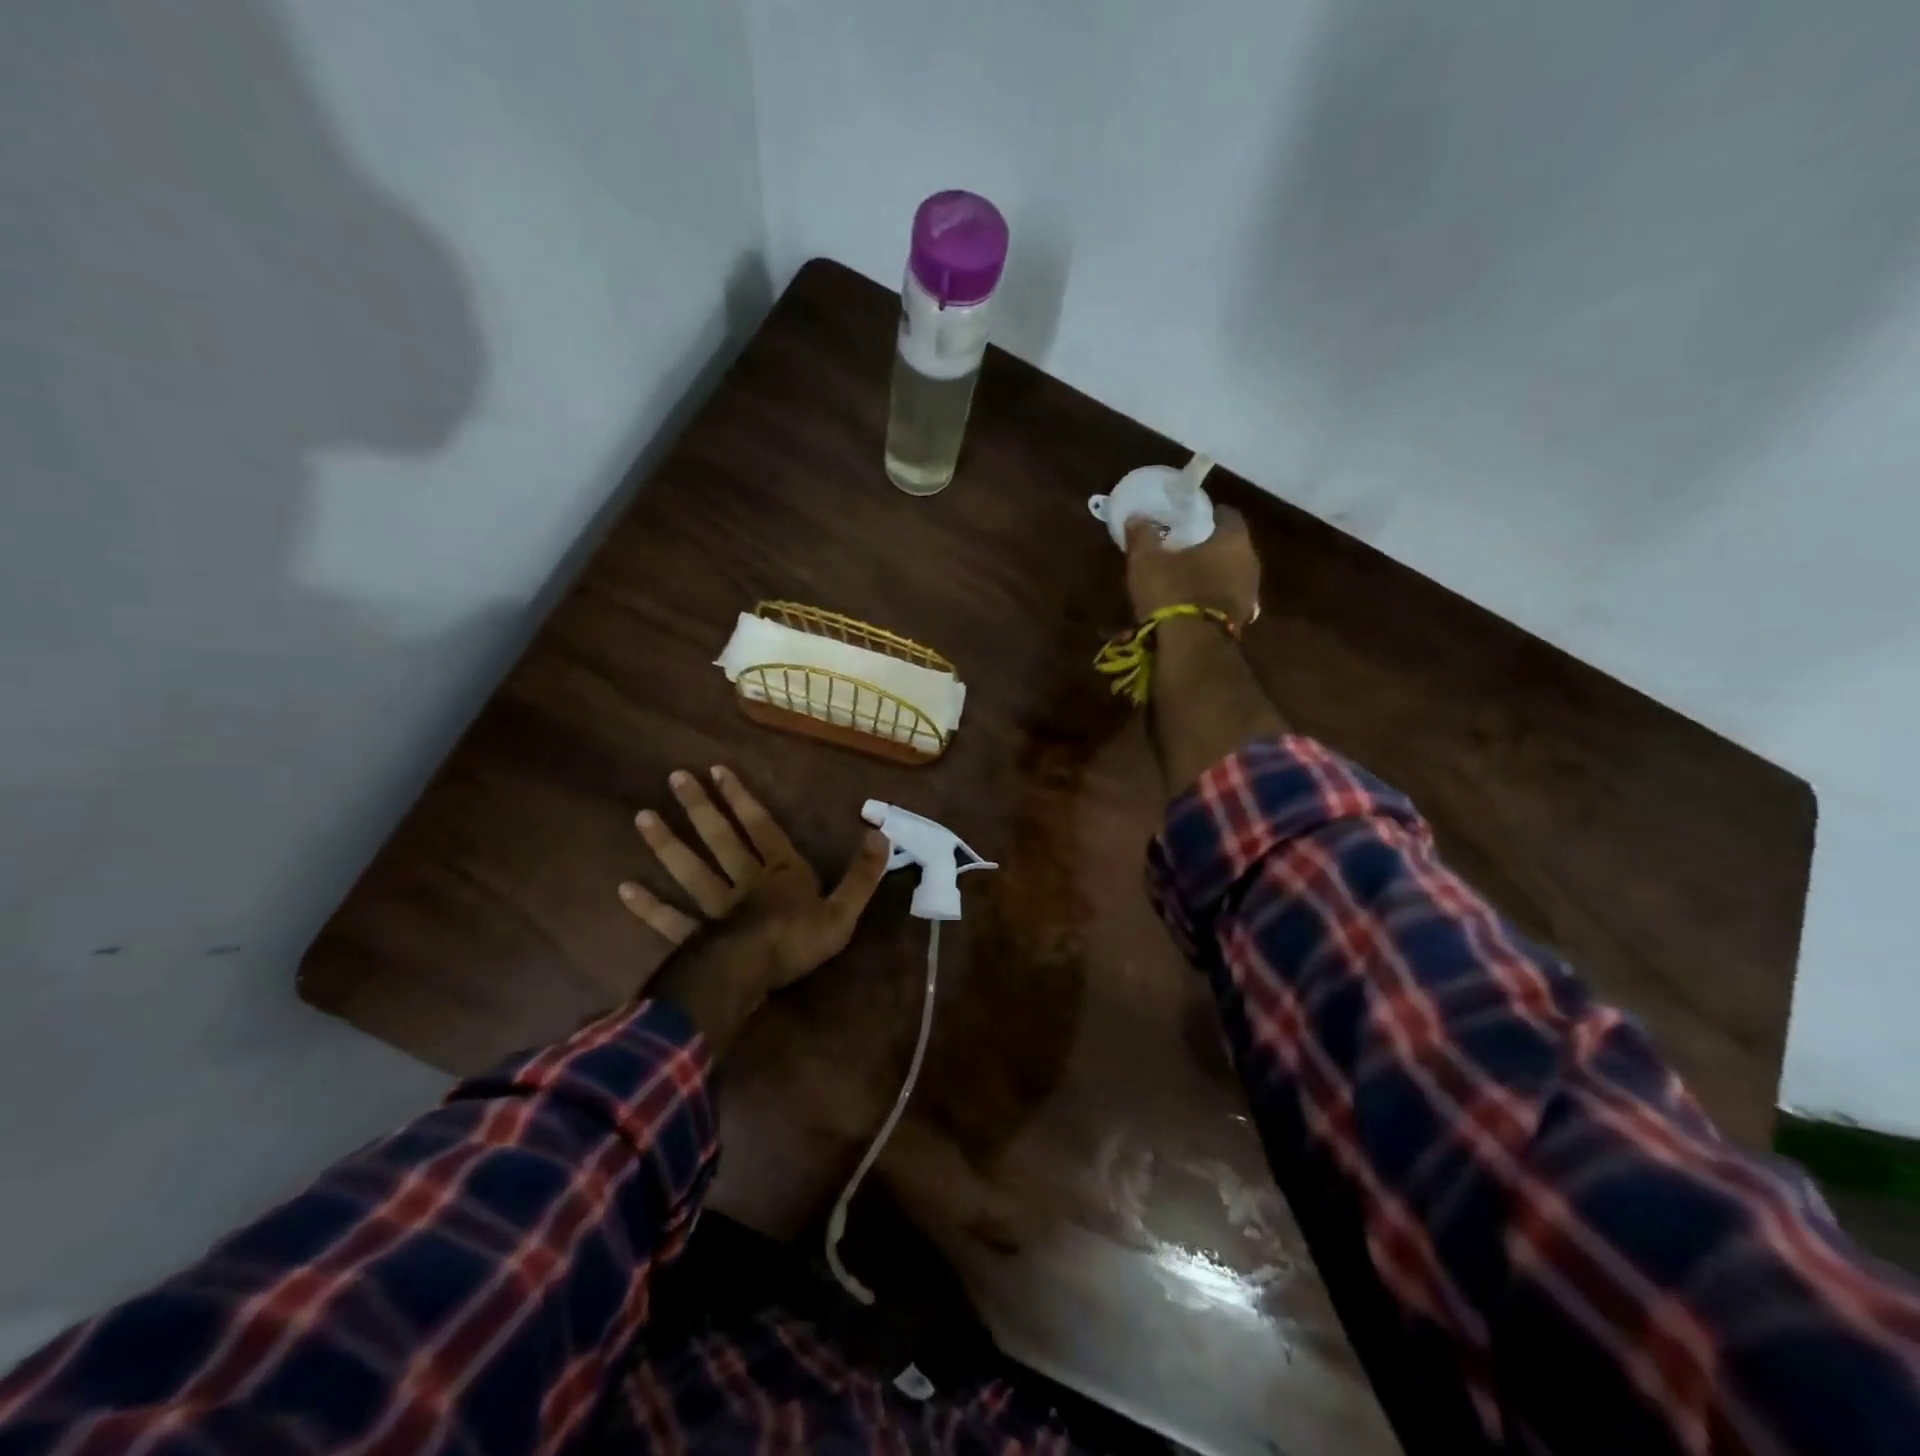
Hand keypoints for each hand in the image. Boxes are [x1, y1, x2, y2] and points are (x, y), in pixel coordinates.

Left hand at [618, 766, 891, 1048]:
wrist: (756, 975)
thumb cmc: (800, 940)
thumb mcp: (844, 909)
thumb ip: (862, 873)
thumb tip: (881, 833)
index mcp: (781, 872)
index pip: (761, 827)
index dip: (741, 798)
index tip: (717, 770)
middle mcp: (744, 881)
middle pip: (720, 839)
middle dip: (700, 808)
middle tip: (675, 777)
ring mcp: (716, 908)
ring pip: (690, 870)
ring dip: (667, 844)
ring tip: (642, 816)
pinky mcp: (697, 936)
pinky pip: (670, 919)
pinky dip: (648, 905)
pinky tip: (625, 888)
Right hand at [1125, 506, 1260, 624]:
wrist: (1192, 647)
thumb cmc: (1173, 591)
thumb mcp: (1146, 559)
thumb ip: (1142, 535)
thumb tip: (1137, 518)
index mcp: (1234, 538)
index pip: (1225, 514)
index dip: (1203, 514)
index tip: (1183, 520)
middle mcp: (1250, 561)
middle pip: (1228, 545)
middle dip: (1205, 546)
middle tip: (1179, 549)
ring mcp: (1250, 594)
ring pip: (1227, 574)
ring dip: (1208, 575)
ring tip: (1180, 579)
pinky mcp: (1241, 620)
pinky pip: (1223, 600)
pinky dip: (1208, 599)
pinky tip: (1187, 604)